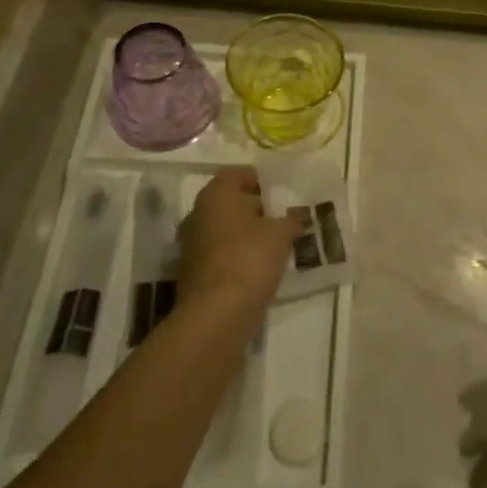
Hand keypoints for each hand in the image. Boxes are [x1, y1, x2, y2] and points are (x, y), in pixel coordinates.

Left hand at [178, 168, 301, 313]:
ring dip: (248, 235)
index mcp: (215, 194)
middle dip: (256, 209)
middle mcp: (197, 213)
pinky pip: (222, 254)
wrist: (217, 313)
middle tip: (283, 219)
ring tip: (277, 245)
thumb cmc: (250, 258)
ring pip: (226, 230)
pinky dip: (239, 257)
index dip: (263, 181)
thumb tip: (294, 219)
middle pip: (231, 203)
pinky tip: (261, 268)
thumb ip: (291, 220)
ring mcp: (192, 245)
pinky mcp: (194, 272)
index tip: (283, 194)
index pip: (239, 174)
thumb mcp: (282, 233)